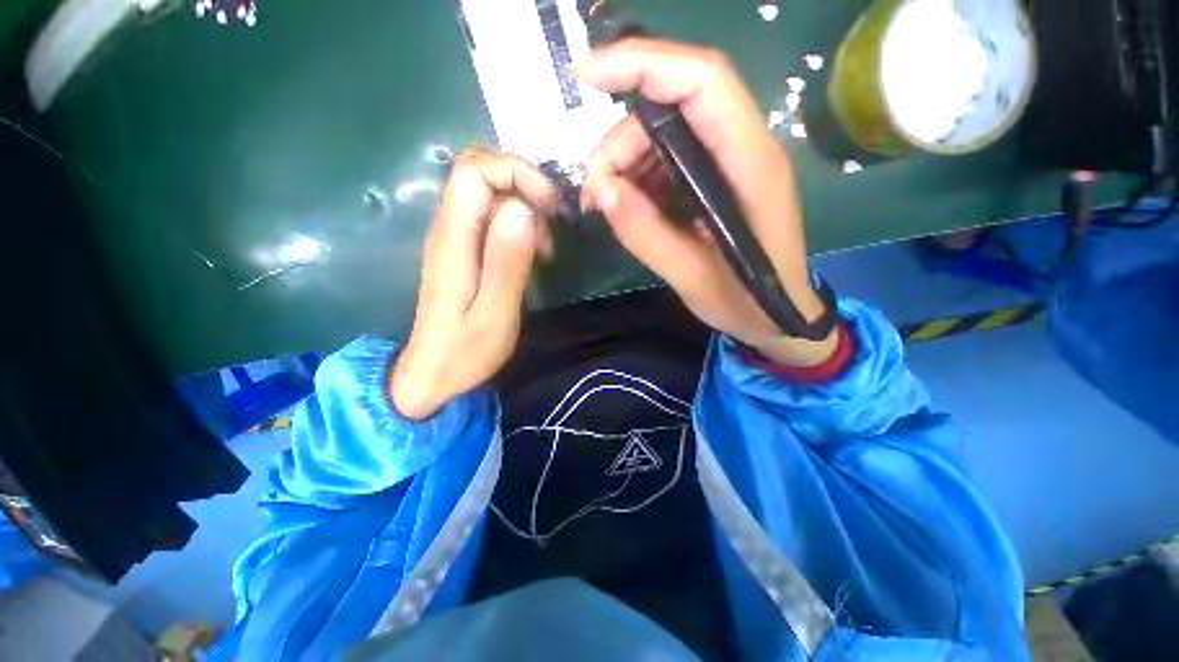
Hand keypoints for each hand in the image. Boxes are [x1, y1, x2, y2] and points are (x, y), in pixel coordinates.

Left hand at [390, 151, 557, 419]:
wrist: (433, 374)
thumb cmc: (465, 352)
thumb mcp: (495, 314)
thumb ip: (507, 262)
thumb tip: (522, 209)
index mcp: (453, 241)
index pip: (474, 171)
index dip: (515, 172)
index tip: (549, 205)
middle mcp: (448, 229)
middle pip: (480, 173)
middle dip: (525, 186)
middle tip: (552, 224)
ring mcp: (454, 239)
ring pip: (489, 194)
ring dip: (525, 208)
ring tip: (545, 250)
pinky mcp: (463, 251)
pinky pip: (491, 217)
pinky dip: (519, 225)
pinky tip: (533, 255)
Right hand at [579, 38, 837, 366]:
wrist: (777, 316)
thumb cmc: (745, 302)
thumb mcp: (691, 277)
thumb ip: (646, 234)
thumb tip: (601, 190)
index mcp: (750, 164)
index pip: (702, 82)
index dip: (644, 63)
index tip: (587, 76)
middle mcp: (744, 148)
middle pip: (673, 107)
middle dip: (621, 141)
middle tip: (596, 193)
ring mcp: (729, 162)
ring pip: (664, 133)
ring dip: (625, 162)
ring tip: (607, 206)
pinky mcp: (715, 178)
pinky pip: (667, 160)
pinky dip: (638, 177)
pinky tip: (628, 207)